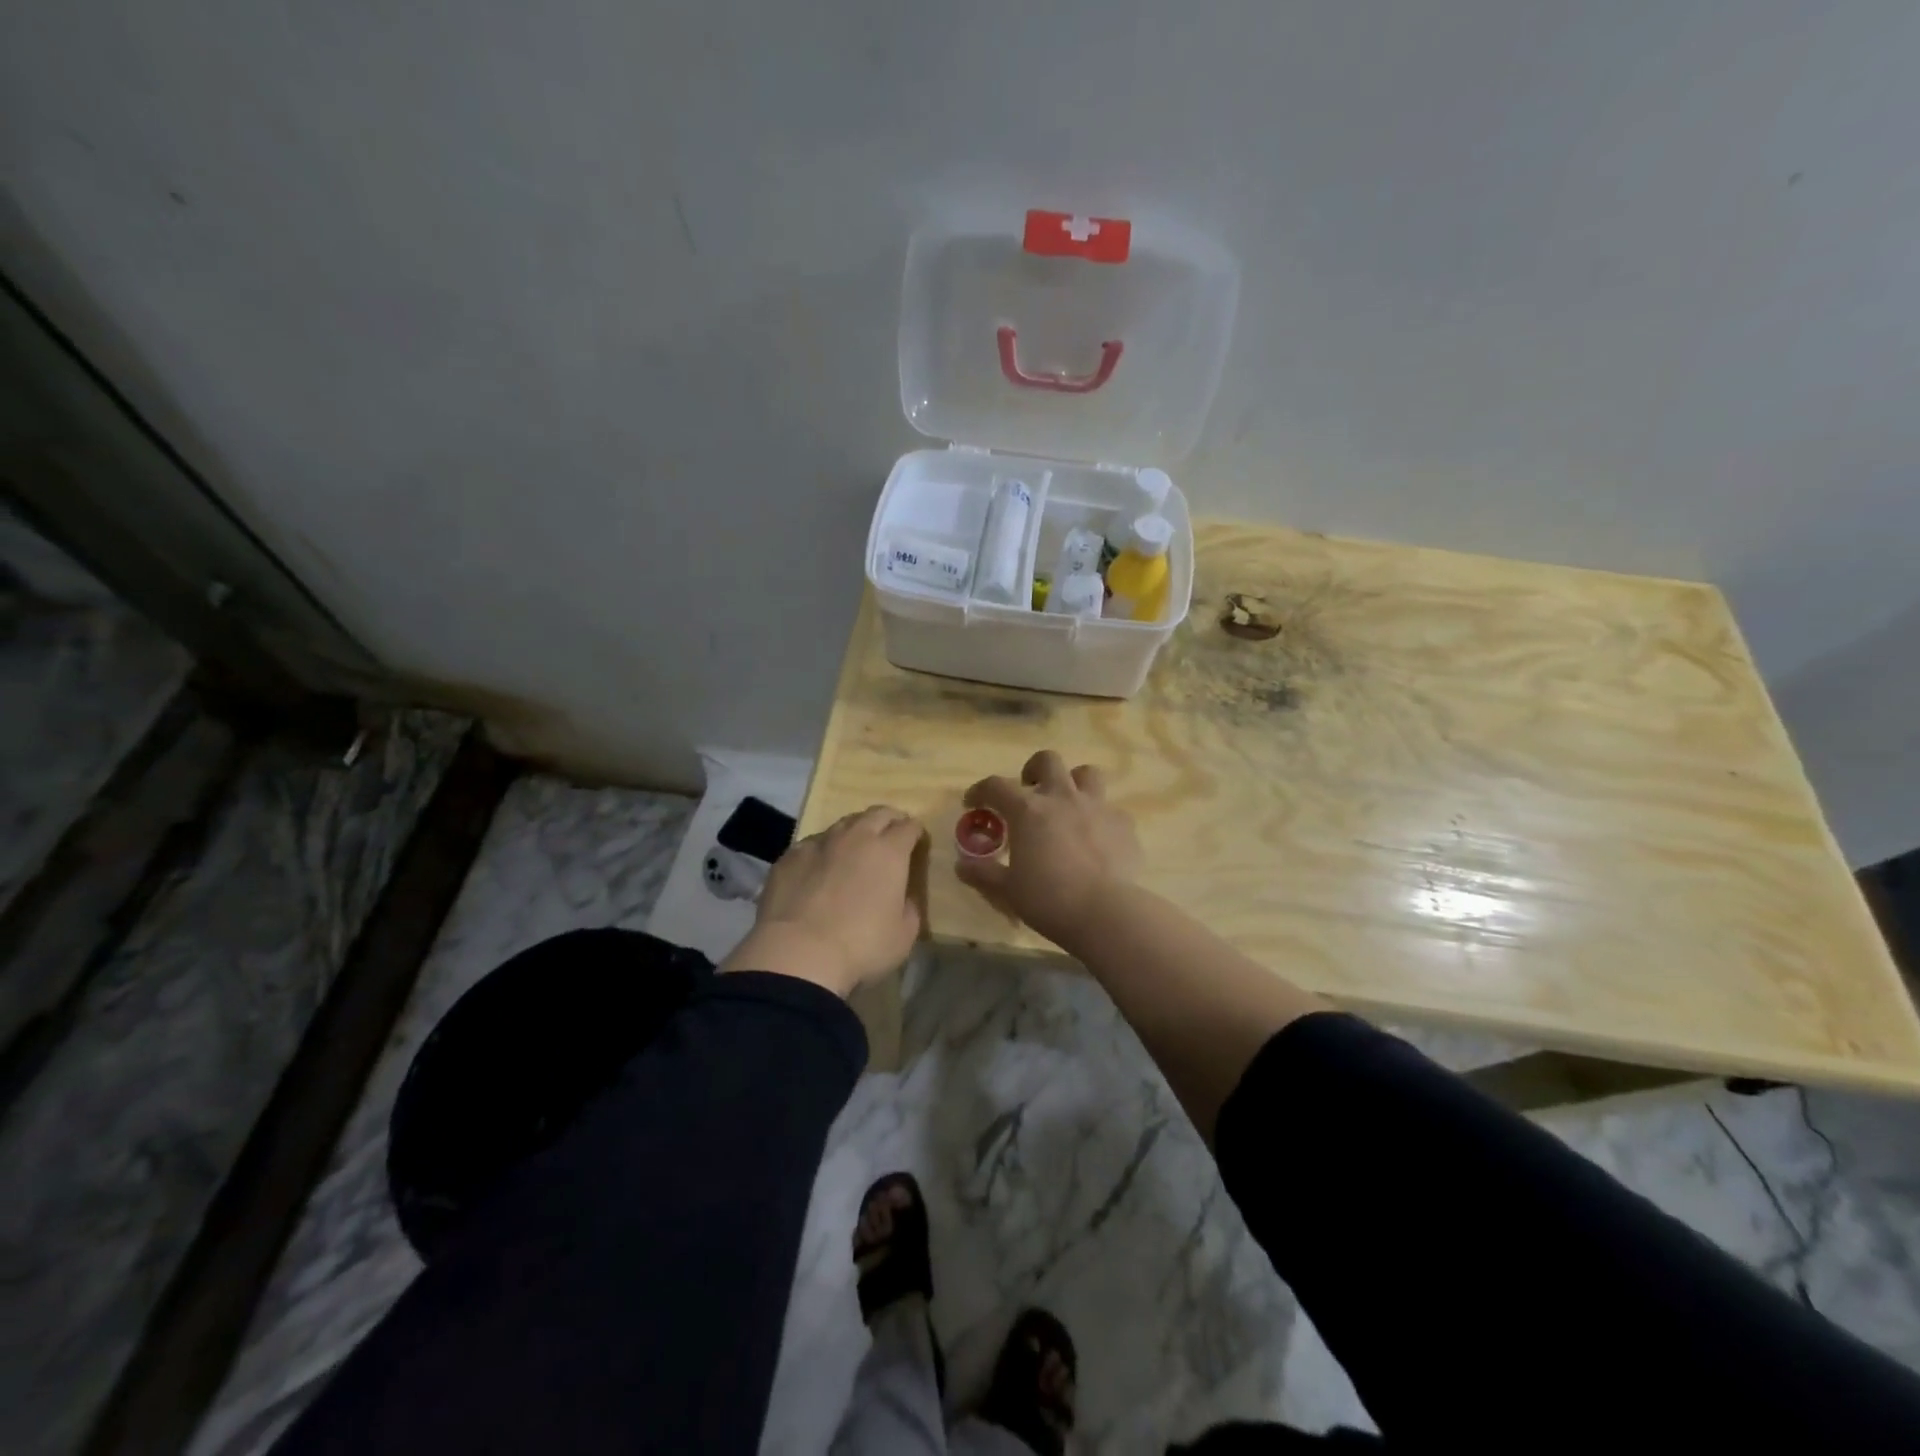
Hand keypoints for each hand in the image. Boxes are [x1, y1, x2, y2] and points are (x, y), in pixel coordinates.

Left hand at [720, 806, 926, 997]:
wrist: (797, 954)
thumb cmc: (861, 946)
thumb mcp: (903, 935)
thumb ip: (909, 908)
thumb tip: (903, 897)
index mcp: (889, 852)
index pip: (909, 827)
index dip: (916, 832)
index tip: (917, 842)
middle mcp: (856, 837)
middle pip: (878, 814)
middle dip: (889, 820)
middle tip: (892, 835)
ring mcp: (820, 843)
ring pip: (843, 824)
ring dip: (856, 831)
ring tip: (856, 848)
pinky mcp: (790, 856)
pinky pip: (813, 843)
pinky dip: (824, 849)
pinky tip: (820, 866)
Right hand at [956, 750, 1142, 951]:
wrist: (1104, 912)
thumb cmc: (1048, 899)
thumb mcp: (1007, 890)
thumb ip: (983, 873)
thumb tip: (961, 866)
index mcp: (1028, 810)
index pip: (996, 786)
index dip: (981, 791)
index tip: (973, 803)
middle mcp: (1062, 798)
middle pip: (1047, 761)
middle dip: (1034, 770)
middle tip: (1029, 791)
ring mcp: (1097, 807)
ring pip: (1088, 774)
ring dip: (1075, 783)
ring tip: (1068, 804)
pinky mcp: (1124, 825)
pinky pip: (1112, 811)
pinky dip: (1101, 819)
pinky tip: (1098, 840)